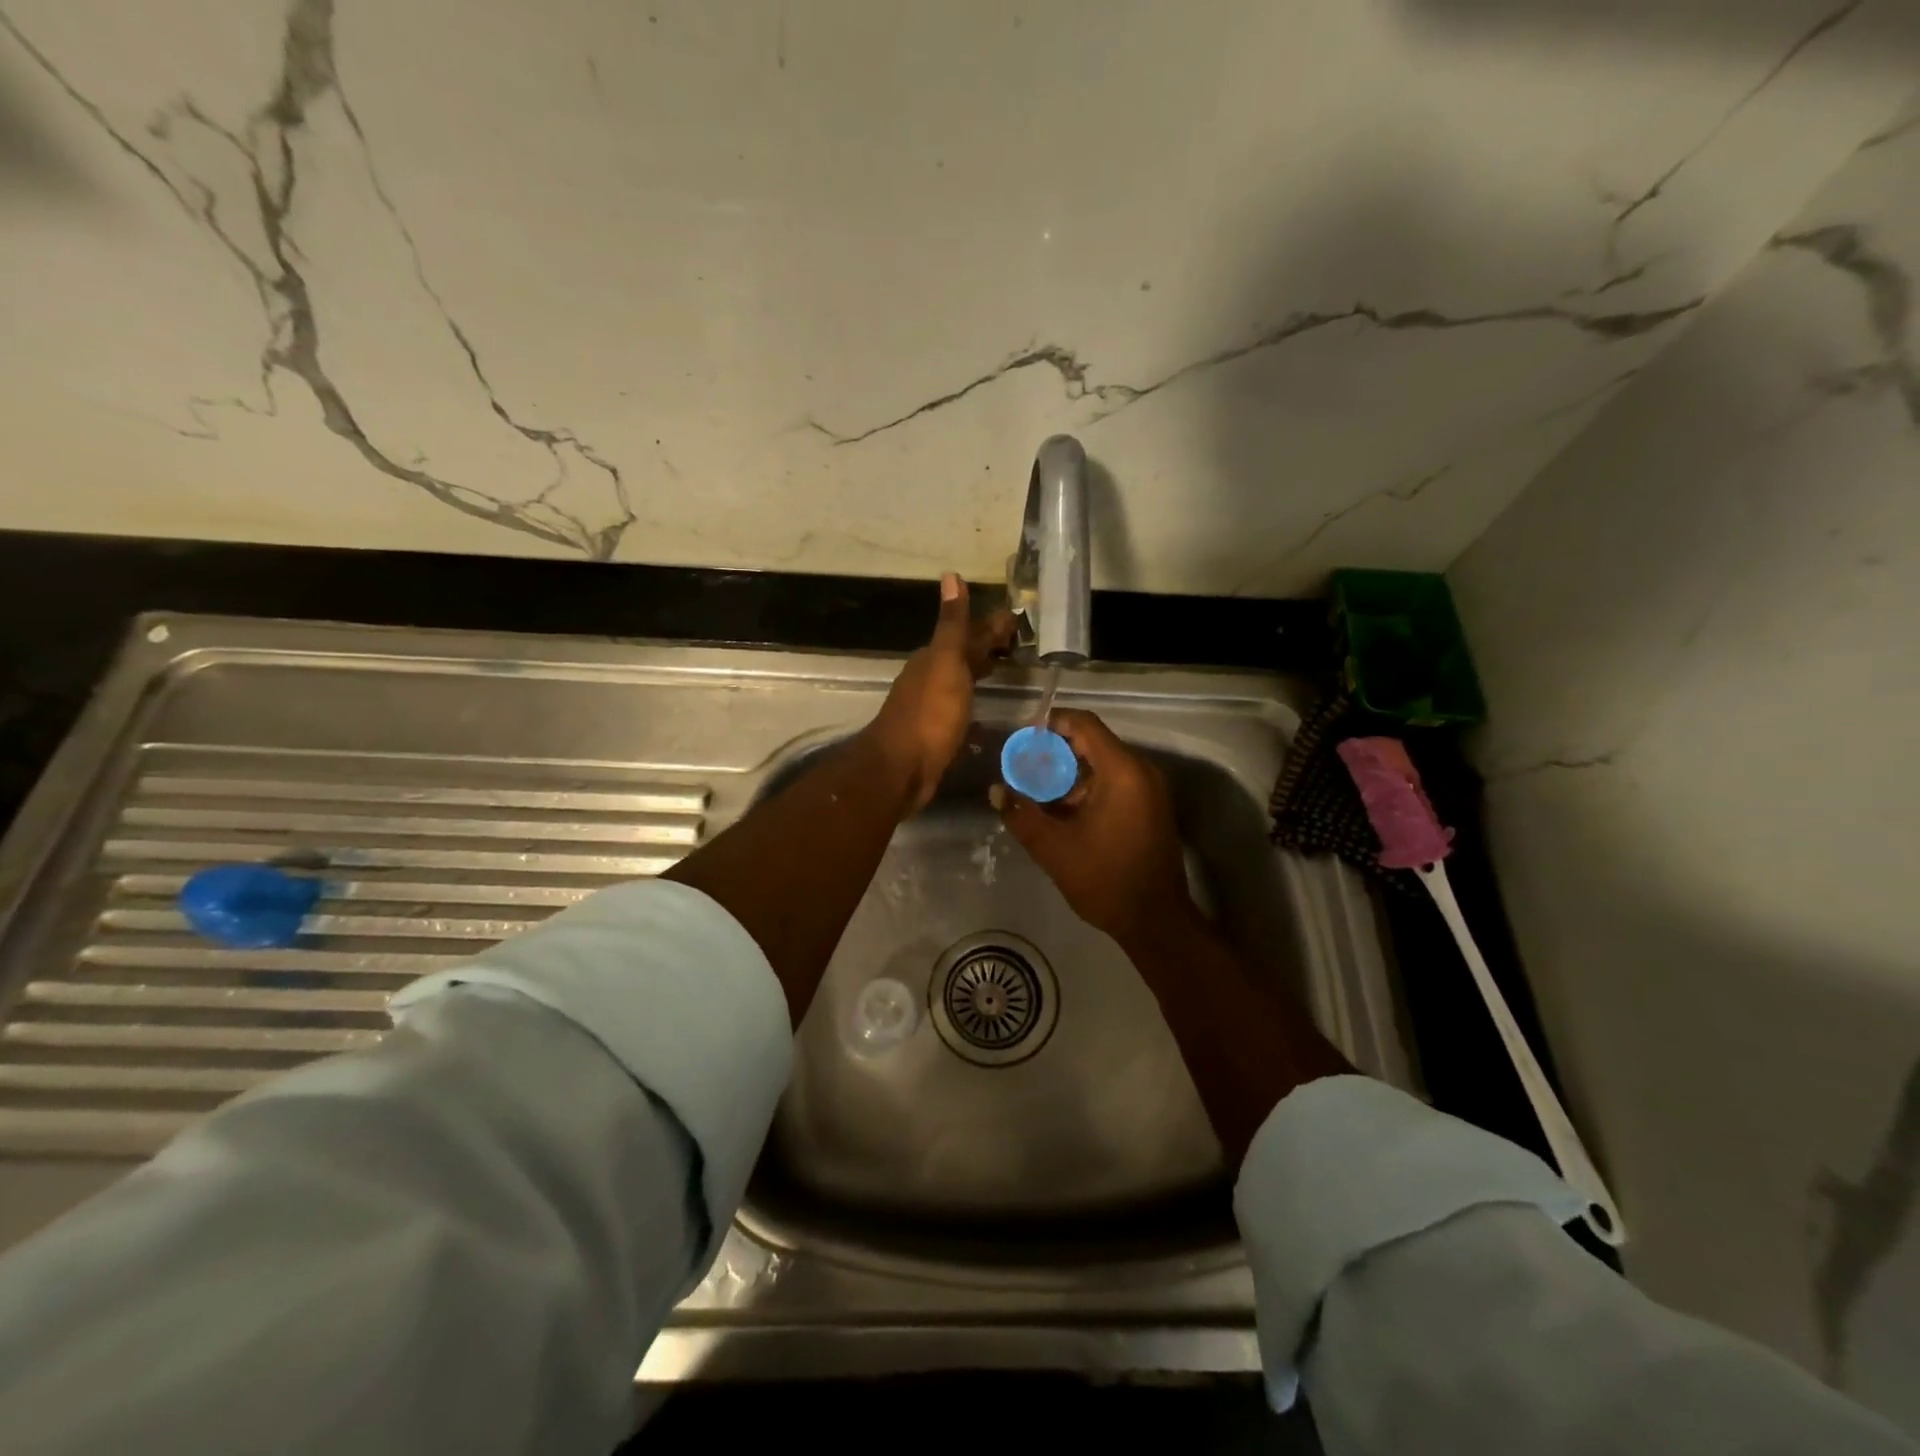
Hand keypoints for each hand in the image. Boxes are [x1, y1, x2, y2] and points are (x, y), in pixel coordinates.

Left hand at [864, 574, 1015, 811]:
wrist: (902, 768)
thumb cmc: (929, 714)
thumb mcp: (945, 662)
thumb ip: (952, 625)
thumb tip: (950, 575)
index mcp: (934, 658)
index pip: (968, 633)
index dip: (992, 627)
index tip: (1019, 623)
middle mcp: (930, 677)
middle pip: (964, 656)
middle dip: (988, 648)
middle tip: (1020, 647)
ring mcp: (932, 706)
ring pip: (962, 681)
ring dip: (982, 673)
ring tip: (1008, 672)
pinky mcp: (937, 733)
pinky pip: (961, 707)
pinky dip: (975, 701)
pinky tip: (986, 709)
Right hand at [990, 708, 1196, 945]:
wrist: (1155, 921)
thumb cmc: (1105, 880)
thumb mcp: (1053, 848)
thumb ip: (1021, 814)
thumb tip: (996, 791)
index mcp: (1122, 772)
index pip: (1084, 724)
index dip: (1051, 724)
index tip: (1023, 739)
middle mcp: (1141, 772)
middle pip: (1092, 743)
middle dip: (1054, 754)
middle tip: (1023, 771)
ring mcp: (1149, 790)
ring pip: (1102, 765)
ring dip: (1069, 775)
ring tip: (1037, 796)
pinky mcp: (1150, 807)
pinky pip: (1115, 783)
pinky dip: (1087, 789)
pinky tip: (1062, 813)